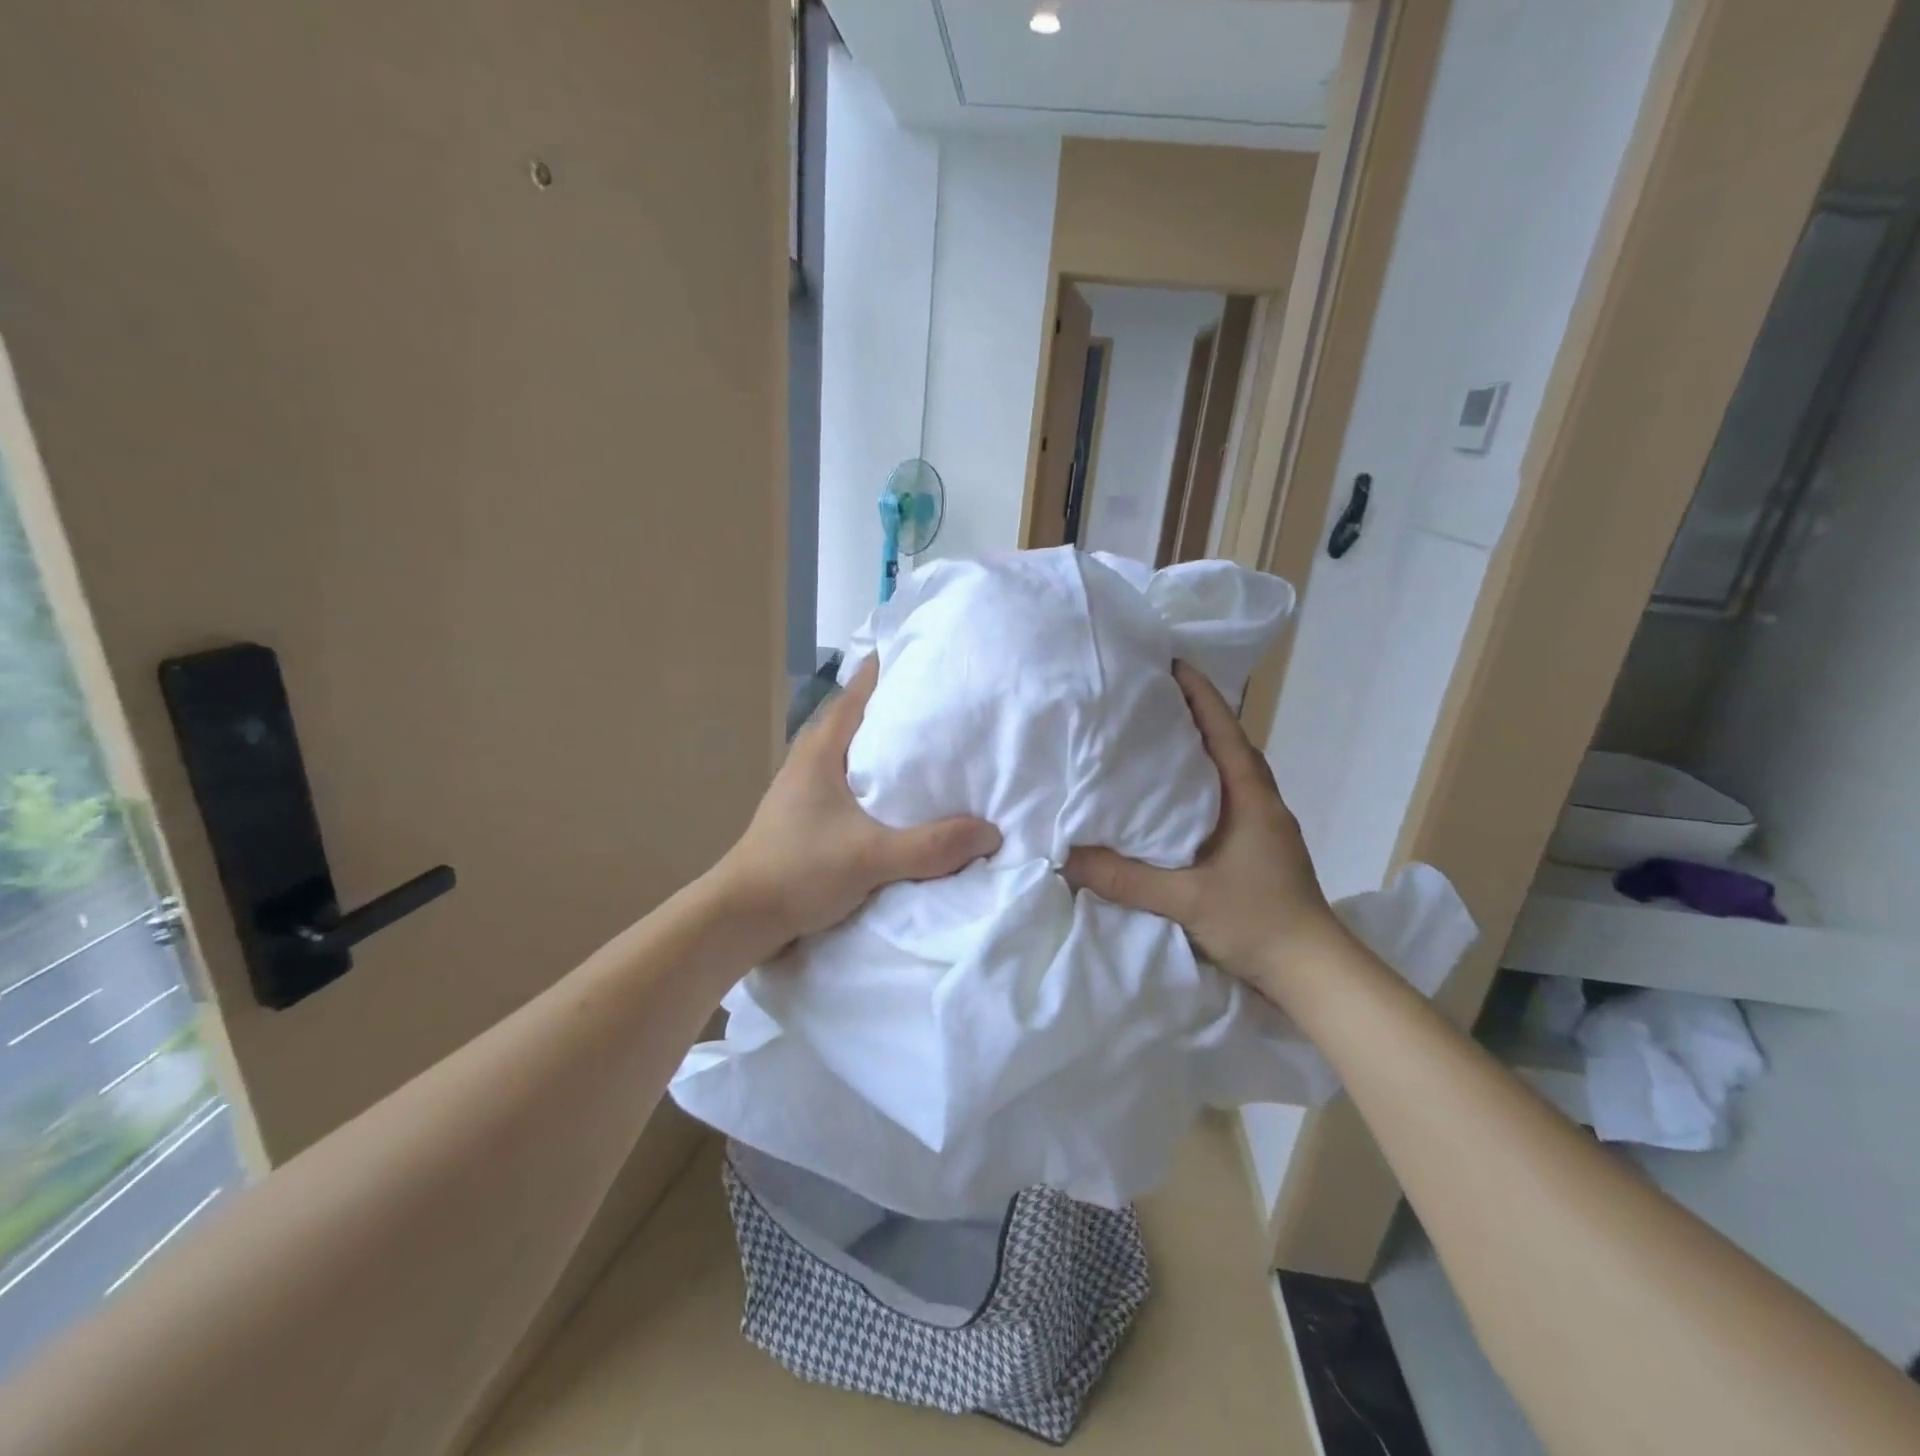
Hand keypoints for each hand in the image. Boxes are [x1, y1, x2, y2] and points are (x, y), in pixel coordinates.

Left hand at [714, 656, 1000, 956]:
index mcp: (821, 749)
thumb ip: (931, 846)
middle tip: (946, 702)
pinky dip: (876, 779)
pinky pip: (850, 782)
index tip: (929, 657)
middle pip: (858, 717)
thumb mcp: (871, 858)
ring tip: (931, 747)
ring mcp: (804, 787)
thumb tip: (990, 832)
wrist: (739, 918)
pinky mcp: (806, 815)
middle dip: (898, 707)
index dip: (890, 670)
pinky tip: (901, 797)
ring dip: (886, 746)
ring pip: (853, 752)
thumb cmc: (798, 871)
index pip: (858, 691)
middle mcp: (811, 759)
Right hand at [1064, 660, 1342, 998]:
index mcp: (1252, 799)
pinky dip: (1200, 787)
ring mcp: (1263, 828)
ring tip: (1156, 740)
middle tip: (1149, 699)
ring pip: (1228, 775)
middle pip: (1227, 746)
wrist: (1314, 973)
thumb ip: (1125, 879)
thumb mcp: (1186, 899)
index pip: (1226, 733)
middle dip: (1194, 717)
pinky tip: (1172, 800)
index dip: (1201, 696)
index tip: (1172, 665)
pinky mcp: (1258, 850)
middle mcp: (1261, 804)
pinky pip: (1225, 801)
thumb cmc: (1259, 922)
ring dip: (1199, 752)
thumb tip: (1067, 858)